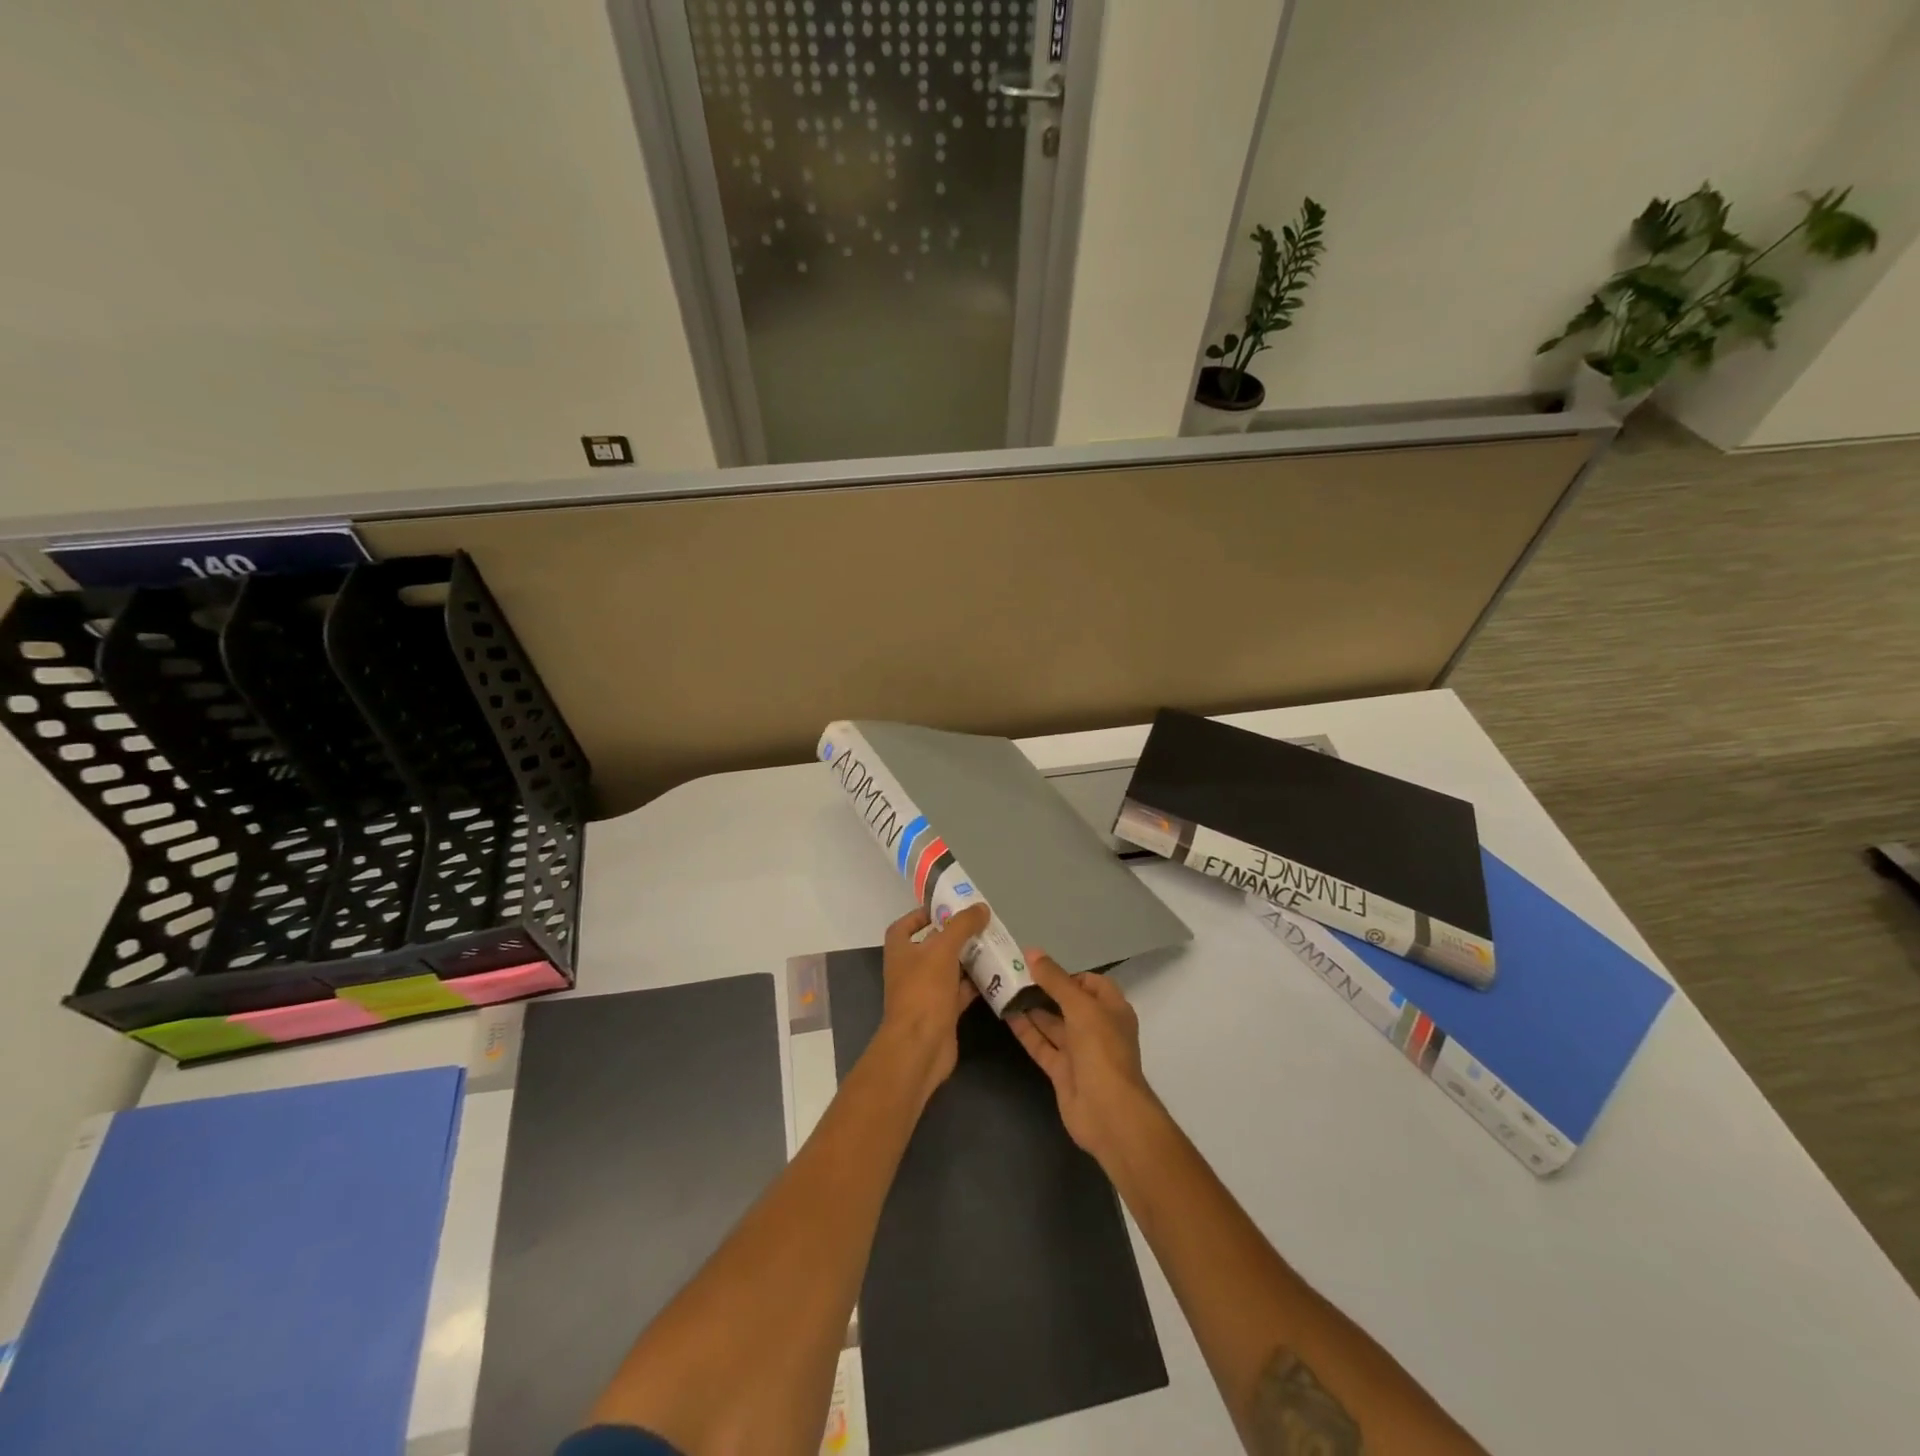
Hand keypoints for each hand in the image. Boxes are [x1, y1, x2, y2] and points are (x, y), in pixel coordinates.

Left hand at [876, 903, 989, 1098]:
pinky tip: (996, 975)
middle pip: (932, 946)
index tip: (947, 908)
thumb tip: (980, 907)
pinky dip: (976, 983)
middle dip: (955, 936)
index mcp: (900, 951)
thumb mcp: (942, 950)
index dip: (922, 915)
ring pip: (949, 969)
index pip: (905, 926)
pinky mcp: (942, 1012)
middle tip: (981, 925)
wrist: (920, 1047)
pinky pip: (961, 991)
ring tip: (994, 945)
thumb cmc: (924, 991)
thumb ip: (962, 926)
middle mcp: (910, 970)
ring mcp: (926, 992)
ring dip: (968, 959)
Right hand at [1009, 950, 1158, 1165]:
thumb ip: (1055, 980)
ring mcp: (1080, 1052)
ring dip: (1032, 1009)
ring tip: (1005, 990)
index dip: (1068, 974)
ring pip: (1053, 1024)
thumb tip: (1032, 953)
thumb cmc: (1101, 1050)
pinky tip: (1006, 1015)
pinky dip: (1026, 1031)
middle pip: (1068, 1003)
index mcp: (1112, 1009)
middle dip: (1045, 990)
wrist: (1108, 1113)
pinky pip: (1042, 1045)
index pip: (1091, 983)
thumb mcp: (1080, 1007)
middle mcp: (1097, 1028)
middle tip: (1014, 975)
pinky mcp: (1062, 1072)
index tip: (1039, 967)